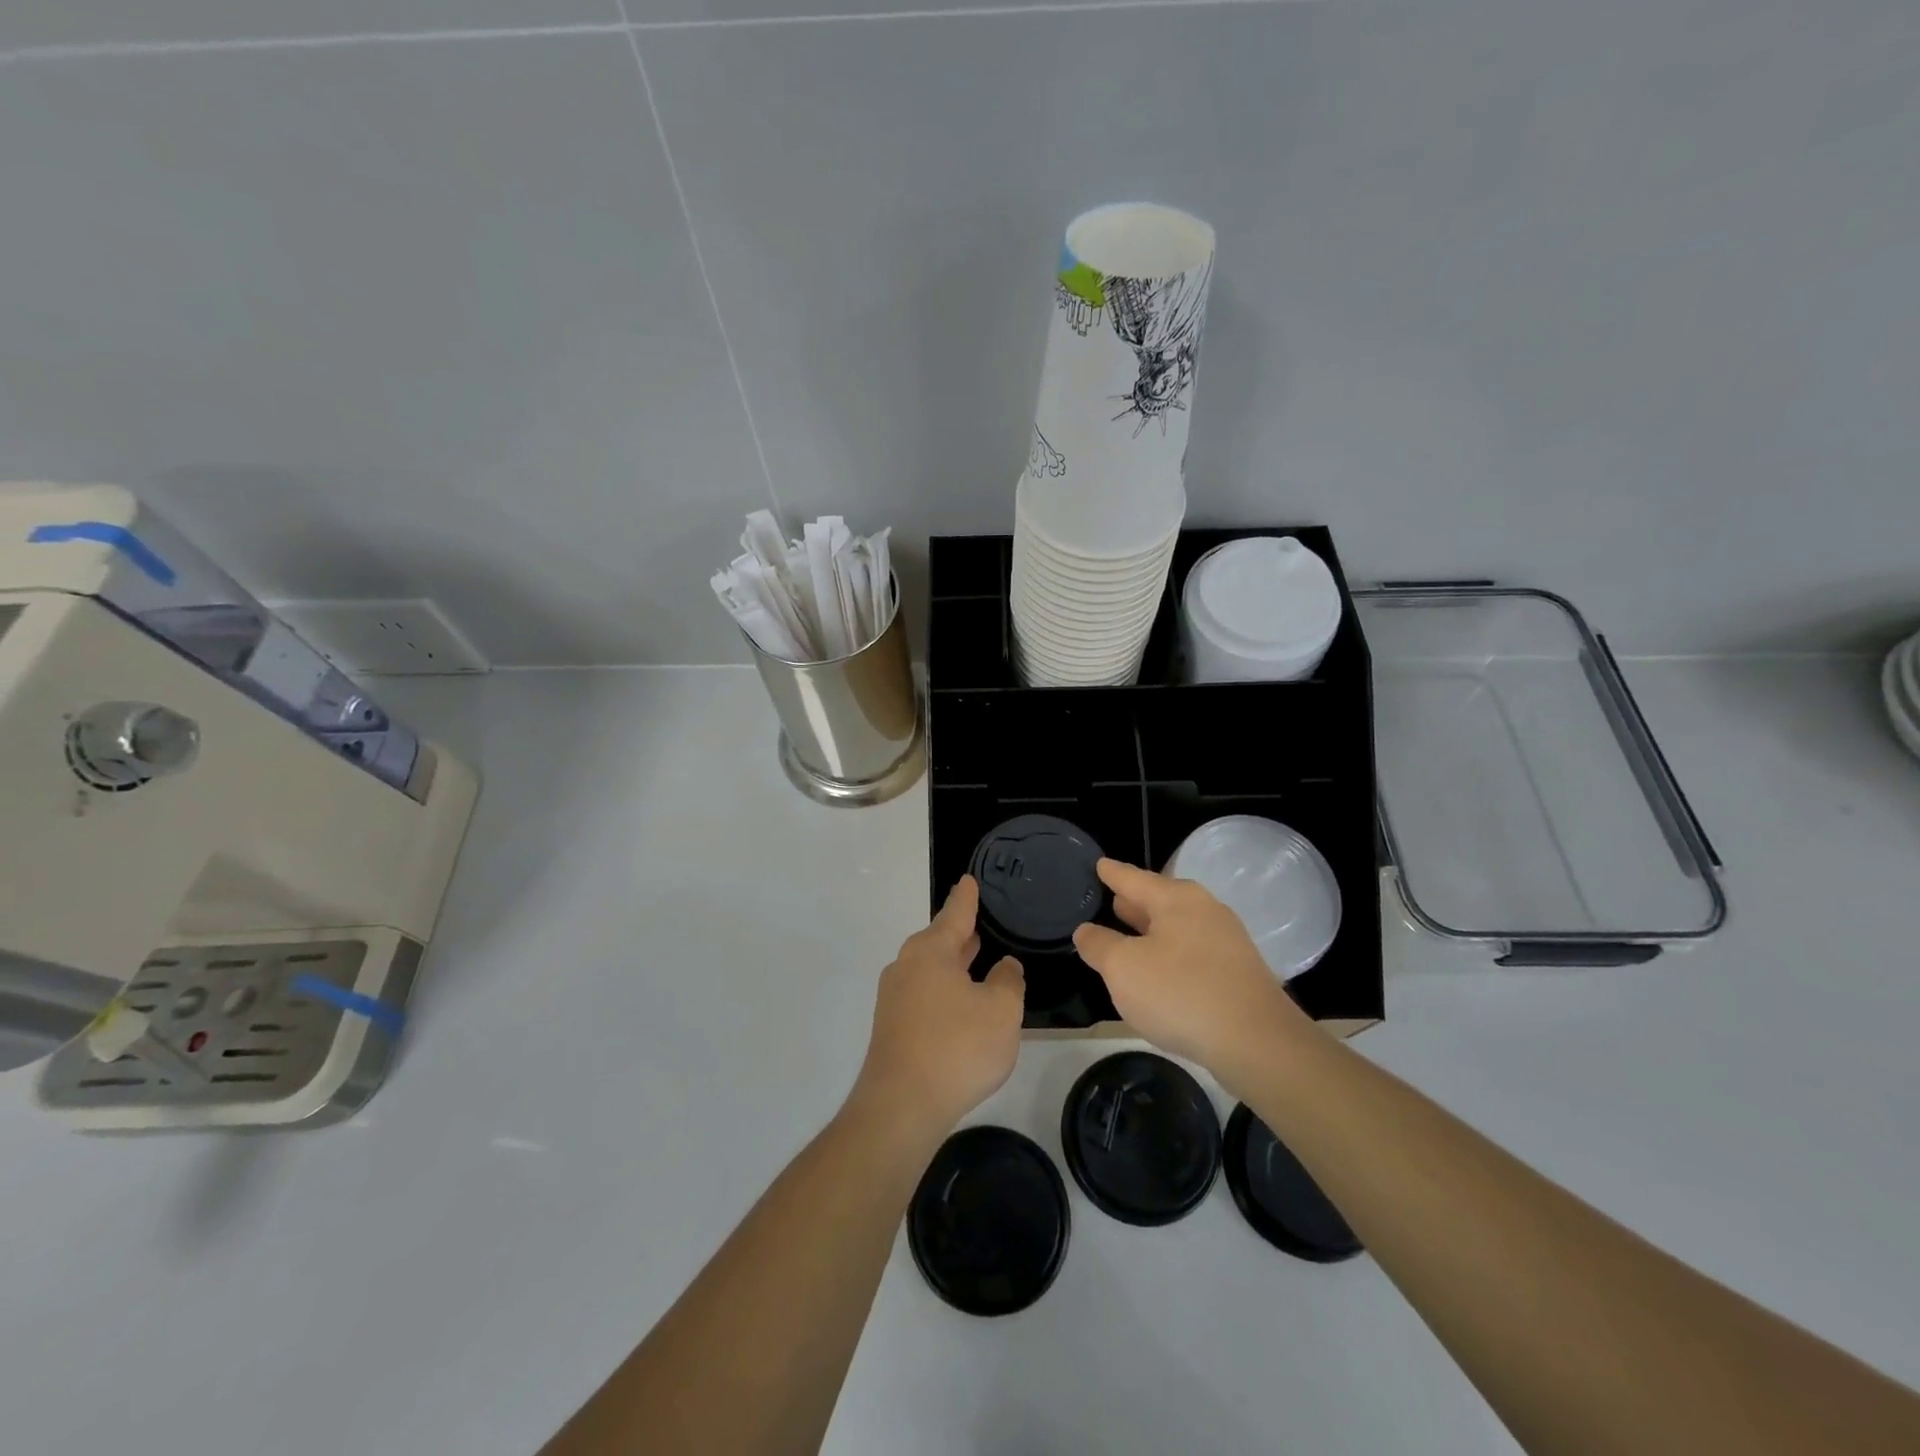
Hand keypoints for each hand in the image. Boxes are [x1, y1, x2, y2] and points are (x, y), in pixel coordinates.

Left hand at [851, 876, 1023, 1144]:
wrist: (901, 1106)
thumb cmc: (957, 1047)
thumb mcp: (1001, 1010)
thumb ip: (1008, 980)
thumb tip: (1003, 966)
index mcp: (931, 951)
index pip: (955, 913)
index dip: (967, 897)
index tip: (969, 880)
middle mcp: (907, 965)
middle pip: (939, 940)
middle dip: (961, 933)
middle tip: (982, 923)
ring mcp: (895, 997)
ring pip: (931, 969)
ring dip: (953, 964)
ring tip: (977, 960)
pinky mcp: (892, 1027)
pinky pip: (924, 995)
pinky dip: (944, 991)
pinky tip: (961, 1006)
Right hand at [1073, 858, 1308, 1071]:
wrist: (1257, 1044)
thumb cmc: (1180, 994)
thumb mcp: (1123, 969)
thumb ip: (1099, 945)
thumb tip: (1087, 931)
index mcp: (1176, 899)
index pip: (1134, 878)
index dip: (1112, 873)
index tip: (1099, 864)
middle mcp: (1205, 910)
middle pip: (1159, 899)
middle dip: (1134, 902)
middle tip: (1109, 900)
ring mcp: (1227, 940)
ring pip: (1178, 926)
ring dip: (1153, 931)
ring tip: (1129, 935)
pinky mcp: (1238, 972)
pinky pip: (1193, 951)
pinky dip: (1171, 954)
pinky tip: (1161, 973)